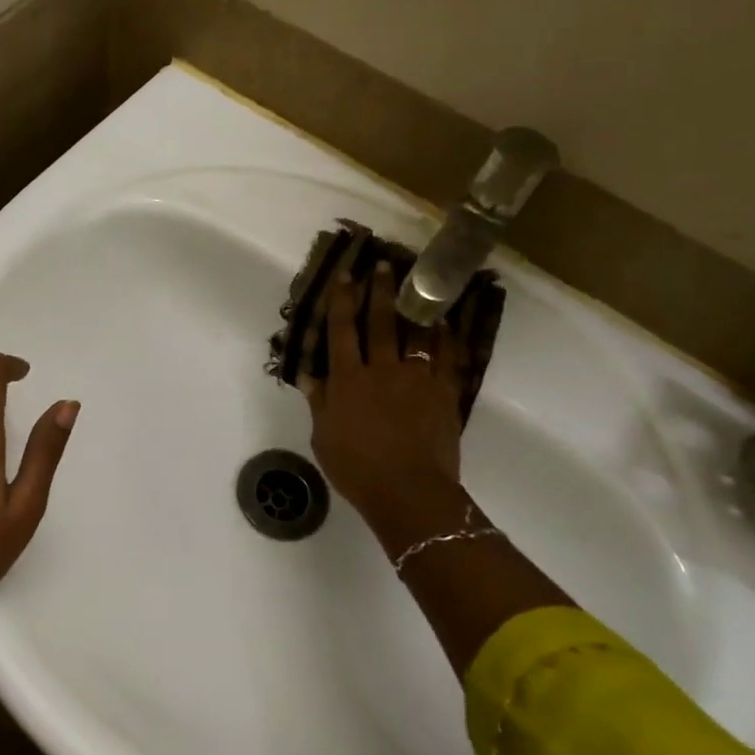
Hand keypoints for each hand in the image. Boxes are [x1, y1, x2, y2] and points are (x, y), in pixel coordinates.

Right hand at [304, 261, 472, 547]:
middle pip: (379, 322)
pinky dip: (445, 336)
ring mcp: (416, 377)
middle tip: (383, 264)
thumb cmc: (357, 468)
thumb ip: (319, 402)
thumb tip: (308, 374)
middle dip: (380, 291)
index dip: (342, 301)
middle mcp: (381, 369)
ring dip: (413, 305)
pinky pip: (446, 356)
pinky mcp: (443, 391)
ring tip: (416, 282)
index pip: (342, 331)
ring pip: (414, 332)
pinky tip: (445, 321)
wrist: (409, 491)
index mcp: (348, 380)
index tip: (345, 275)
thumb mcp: (324, 437)